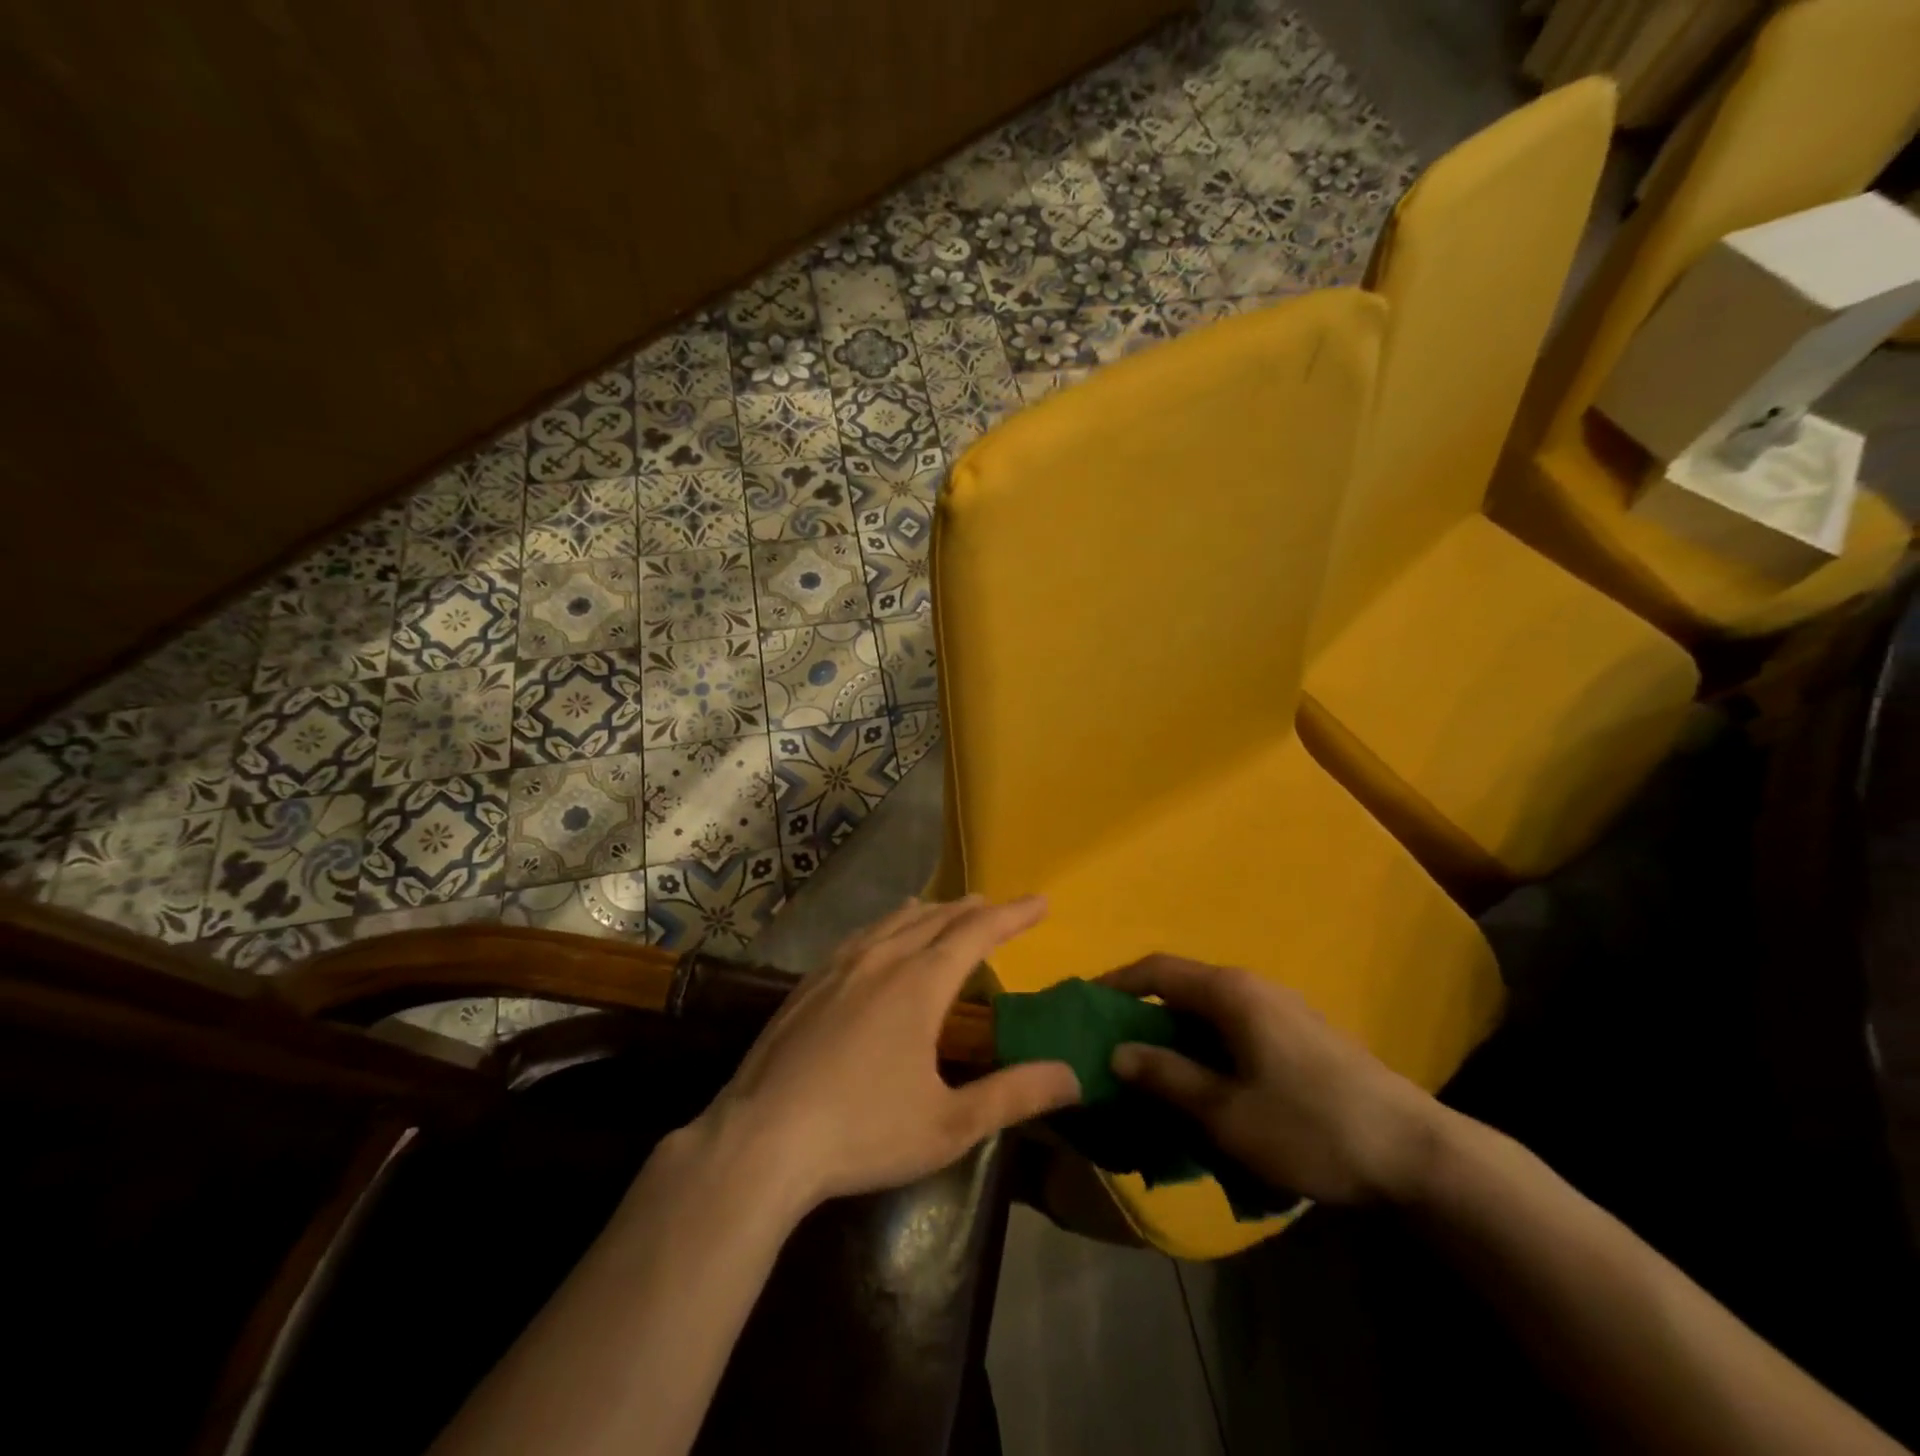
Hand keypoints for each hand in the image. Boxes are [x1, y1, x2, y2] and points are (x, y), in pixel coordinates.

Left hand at [687, 896, 1080, 1213]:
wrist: (761, 1140)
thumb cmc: (863, 1132)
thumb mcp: (949, 1125)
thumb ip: (1014, 1095)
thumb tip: (1072, 1075)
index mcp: (920, 984)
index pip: (978, 933)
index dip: (1013, 915)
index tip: (1041, 902)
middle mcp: (882, 959)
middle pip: (937, 919)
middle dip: (973, 910)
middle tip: (997, 907)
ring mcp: (839, 967)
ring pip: (894, 922)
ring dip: (930, 912)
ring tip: (946, 909)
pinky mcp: (808, 984)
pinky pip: (860, 936)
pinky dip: (887, 926)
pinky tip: (879, 938)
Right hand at [1105, 956, 1447, 1205]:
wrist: (1418, 1155)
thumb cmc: (1311, 1127)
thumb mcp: (1227, 1112)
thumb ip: (1167, 1077)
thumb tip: (1118, 1052)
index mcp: (1230, 992)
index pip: (1156, 969)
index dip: (1116, 984)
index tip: (1084, 1007)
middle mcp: (1253, 988)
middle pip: (1182, 990)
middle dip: (1144, 1018)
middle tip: (1114, 1054)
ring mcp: (1282, 1011)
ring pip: (1210, 1015)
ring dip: (1177, 1040)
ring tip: (1154, 1079)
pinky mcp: (1302, 1038)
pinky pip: (1236, 1032)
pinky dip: (1208, 1052)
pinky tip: (1207, 1092)